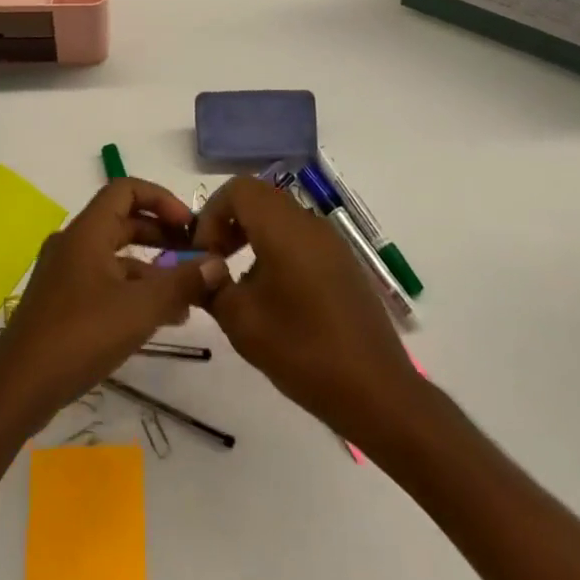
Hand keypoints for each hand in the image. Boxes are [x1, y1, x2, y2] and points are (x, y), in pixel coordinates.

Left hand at [0, 179, 227, 420]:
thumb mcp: (140, 308)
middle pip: (123, 222)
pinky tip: (160, 319)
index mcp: (87, 231)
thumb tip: (217, 263)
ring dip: (152, 268)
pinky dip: (133, 290)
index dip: (162, 200)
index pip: (126, 190)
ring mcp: (65, 273)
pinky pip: (105, 281)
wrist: (19, 386)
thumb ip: (181, 283)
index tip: (190, 227)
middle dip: (162, 236)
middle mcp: (73, 243)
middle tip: (196, 257)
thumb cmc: (81, 335)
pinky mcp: (62, 301)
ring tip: (188, 296)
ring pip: (116, 256)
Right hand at [193, 176, 419, 444]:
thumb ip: (212, 286)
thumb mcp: (241, 321)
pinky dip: (277, 250)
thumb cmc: (302, 350)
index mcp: (283, 228)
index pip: (238, 189)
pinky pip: (301, 239)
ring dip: (253, 236)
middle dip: (229, 223)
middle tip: (215, 263)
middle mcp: (309, 223)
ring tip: (241, 284)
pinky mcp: (344, 264)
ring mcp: (332, 243)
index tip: (204, 254)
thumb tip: (202, 268)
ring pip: (281, 218)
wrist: (376, 391)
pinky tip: (275, 297)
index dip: (211, 214)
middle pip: (259, 198)